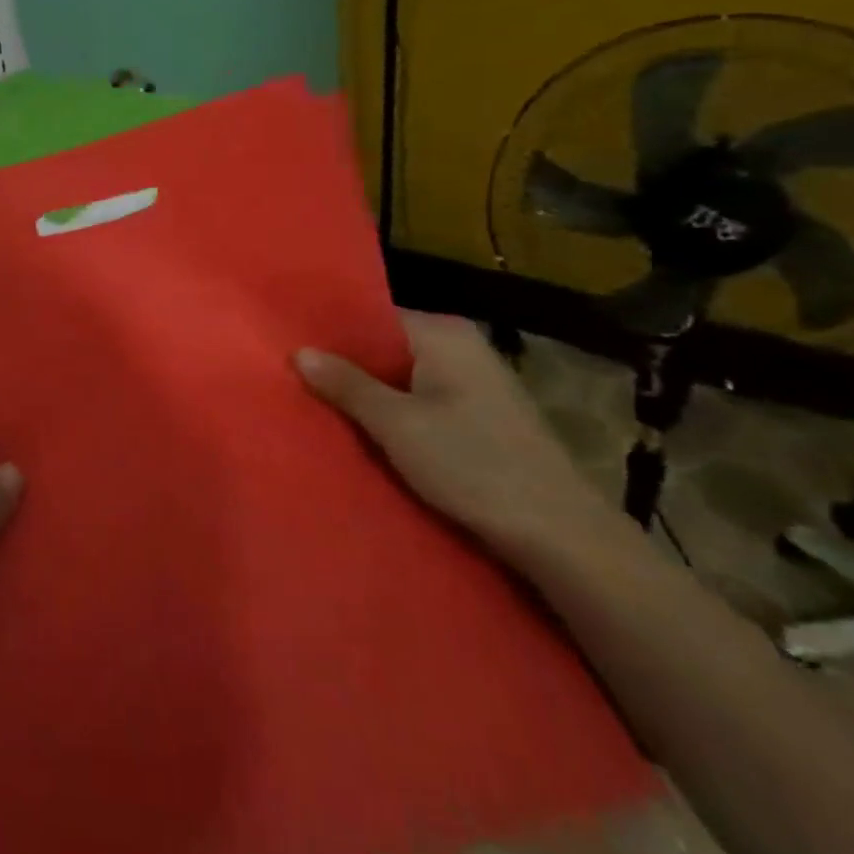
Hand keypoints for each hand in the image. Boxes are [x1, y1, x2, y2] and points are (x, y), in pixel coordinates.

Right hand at [294, 311, 621, 561]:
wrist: (561, 535)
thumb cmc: (472, 465)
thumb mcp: (396, 424)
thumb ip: (346, 384)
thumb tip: (299, 351)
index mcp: (444, 333)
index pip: (371, 317)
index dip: (331, 336)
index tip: (292, 352)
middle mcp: (462, 346)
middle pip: (387, 347)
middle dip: (347, 368)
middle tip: (298, 383)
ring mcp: (477, 381)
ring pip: (404, 377)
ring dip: (371, 395)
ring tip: (324, 408)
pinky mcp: (484, 415)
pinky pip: (424, 400)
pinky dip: (397, 413)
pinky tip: (370, 432)